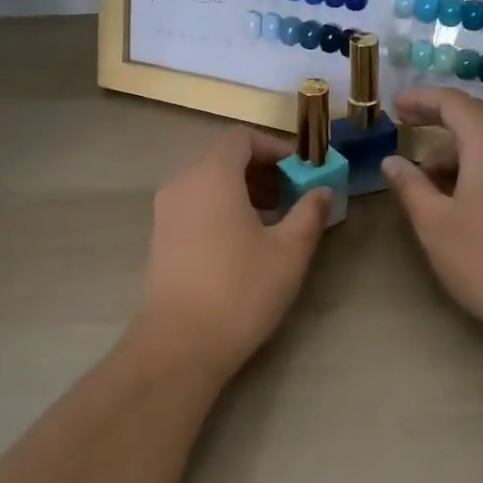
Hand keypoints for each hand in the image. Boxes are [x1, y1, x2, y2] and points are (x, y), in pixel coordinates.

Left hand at [129, 127, 332, 384]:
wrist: (181, 343)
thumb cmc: (241, 289)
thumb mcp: (289, 251)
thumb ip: (309, 213)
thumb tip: (322, 191)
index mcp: (212, 175)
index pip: (242, 138)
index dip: (275, 148)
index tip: (300, 173)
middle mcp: (183, 183)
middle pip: (224, 158)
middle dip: (262, 171)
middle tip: (292, 198)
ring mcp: (166, 210)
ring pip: (208, 183)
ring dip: (243, 191)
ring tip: (272, 222)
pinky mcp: (160, 236)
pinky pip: (195, 204)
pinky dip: (221, 208)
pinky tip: (243, 242)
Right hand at [382, 87, 482, 347]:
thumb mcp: (434, 223)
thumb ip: (410, 186)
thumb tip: (392, 160)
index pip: (453, 102)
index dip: (422, 99)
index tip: (394, 107)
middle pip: (475, 115)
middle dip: (438, 118)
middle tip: (406, 128)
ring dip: (456, 147)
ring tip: (427, 179)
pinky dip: (476, 162)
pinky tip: (459, 193)